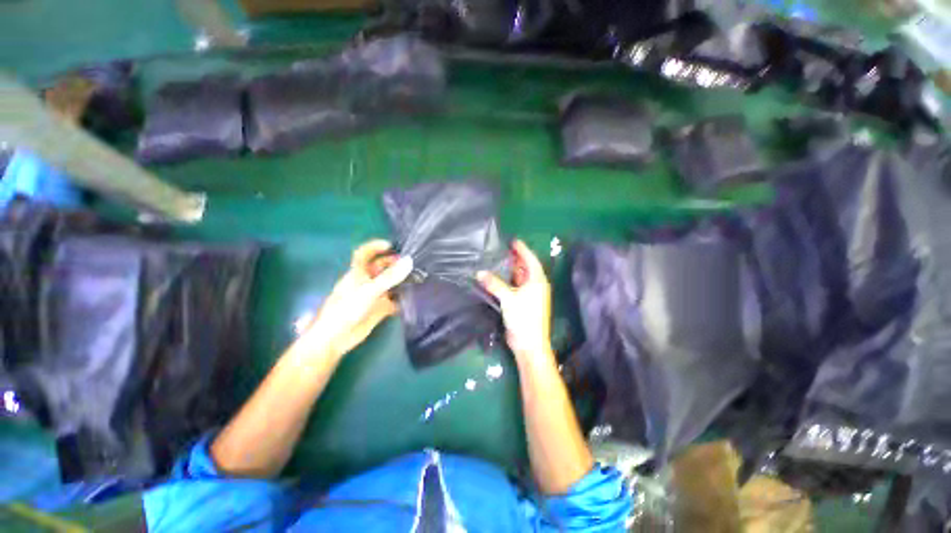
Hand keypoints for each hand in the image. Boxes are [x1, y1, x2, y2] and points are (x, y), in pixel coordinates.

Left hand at [302, 240, 412, 359]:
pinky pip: (394, 300)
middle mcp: (366, 281)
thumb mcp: (370, 290)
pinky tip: (414, 297)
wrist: (336, 338)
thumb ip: (390, 277)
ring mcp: (374, 295)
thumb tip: (409, 261)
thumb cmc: (347, 308)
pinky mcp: (379, 309)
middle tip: (412, 263)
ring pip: (389, 284)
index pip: (364, 254)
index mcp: (358, 273)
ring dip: (401, 281)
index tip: (391, 245)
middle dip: (394, 263)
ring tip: (418, 277)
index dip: (374, 246)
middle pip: (380, 268)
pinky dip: (402, 299)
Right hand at [478, 240, 552, 359]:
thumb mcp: (508, 298)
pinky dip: (508, 282)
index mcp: (537, 281)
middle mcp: (536, 286)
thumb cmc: (523, 317)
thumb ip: (494, 284)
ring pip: (520, 278)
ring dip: (511, 270)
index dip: (522, 249)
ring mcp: (530, 295)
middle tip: (502, 250)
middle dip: (516, 258)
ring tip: (499, 261)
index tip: (513, 241)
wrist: (529, 343)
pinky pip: (515, 287)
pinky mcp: (523, 303)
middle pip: (526, 268)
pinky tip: (498, 279)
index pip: (531, 260)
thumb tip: (479, 273)